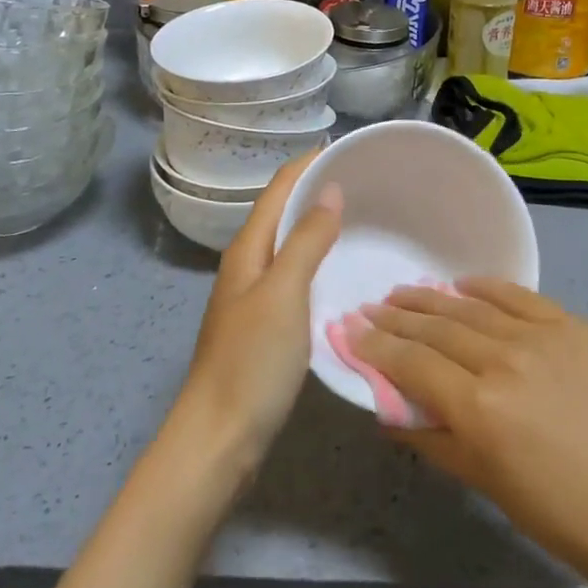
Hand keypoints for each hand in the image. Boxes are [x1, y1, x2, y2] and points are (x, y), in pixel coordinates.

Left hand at [177, 154, 342, 466]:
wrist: (219, 439)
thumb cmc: (251, 362)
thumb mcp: (284, 295)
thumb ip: (306, 242)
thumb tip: (329, 190)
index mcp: (248, 248)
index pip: (280, 188)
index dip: (310, 163)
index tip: (351, 148)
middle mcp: (249, 263)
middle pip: (284, 211)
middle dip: (319, 190)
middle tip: (369, 183)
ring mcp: (255, 295)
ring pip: (291, 244)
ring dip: (321, 224)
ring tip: (365, 218)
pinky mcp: (266, 323)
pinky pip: (297, 274)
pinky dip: (320, 260)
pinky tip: (344, 271)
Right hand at [350, 280, 587, 587]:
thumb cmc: (570, 518)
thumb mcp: (492, 487)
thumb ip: (436, 440)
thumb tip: (389, 410)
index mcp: (480, 409)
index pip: (411, 364)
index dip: (374, 346)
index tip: (348, 330)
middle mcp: (503, 360)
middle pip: (436, 329)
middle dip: (396, 318)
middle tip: (368, 307)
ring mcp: (540, 336)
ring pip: (470, 307)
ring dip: (431, 299)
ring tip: (403, 292)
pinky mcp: (572, 325)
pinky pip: (517, 296)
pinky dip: (484, 287)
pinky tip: (461, 284)